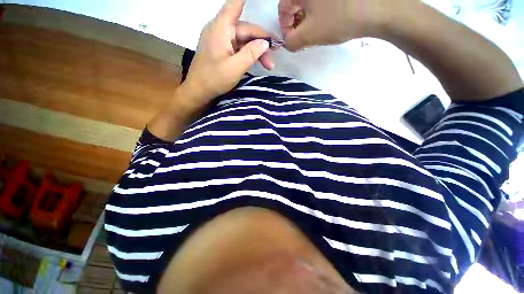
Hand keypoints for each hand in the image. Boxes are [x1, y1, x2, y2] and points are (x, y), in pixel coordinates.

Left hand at [183, 0, 274, 103]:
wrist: (198, 91)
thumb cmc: (214, 79)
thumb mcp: (236, 67)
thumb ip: (251, 53)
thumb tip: (265, 43)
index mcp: (221, 28)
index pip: (235, 5)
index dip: (246, 0)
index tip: (263, 1)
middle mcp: (220, 29)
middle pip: (245, 30)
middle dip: (261, 43)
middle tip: (273, 58)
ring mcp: (220, 40)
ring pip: (243, 40)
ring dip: (256, 51)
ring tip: (268, 65)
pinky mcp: (221, 49)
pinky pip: (237, 47)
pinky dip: (248, 54)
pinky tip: (256, 63)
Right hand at [279, 0, 394, 51]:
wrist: (379, 7)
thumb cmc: (339, 19)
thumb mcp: (310, 35)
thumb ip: (291, 42)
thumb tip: (287, 43)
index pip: (283, 8)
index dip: (285, 27)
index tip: (293, 39)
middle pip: (295, 3)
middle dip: (297, 22)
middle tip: (305, 35)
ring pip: (309, 2)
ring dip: (308, 16)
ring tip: (317, 28)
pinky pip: (321, 2)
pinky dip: (320, 10)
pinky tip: (328, 18)